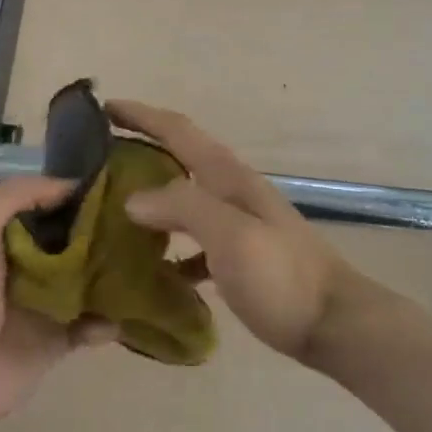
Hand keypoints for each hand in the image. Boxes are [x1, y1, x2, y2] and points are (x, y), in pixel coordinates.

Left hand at [0, 176, 117, 431]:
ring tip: (144, 265)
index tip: (114, 189)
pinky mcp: (55, 341)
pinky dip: (107, 322)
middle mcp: (22, 267)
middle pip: (71, 243)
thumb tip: (68, 184)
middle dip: (102, 236)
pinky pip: (90, 327)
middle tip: (140, 226)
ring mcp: (41, 306)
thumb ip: (14, 196)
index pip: (44, 208)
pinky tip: (122, 315)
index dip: (73, 198)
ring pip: (86, 283)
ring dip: (111, 277)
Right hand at [109, 100, 349, 361]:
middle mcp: (233, 193)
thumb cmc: (283, 277)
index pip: (179, 132)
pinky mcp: (242, 258)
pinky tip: (155, 269)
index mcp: (229, 178)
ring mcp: (240, 225)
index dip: (142, 116)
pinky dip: (173, 248)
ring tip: (113, 214)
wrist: (334, 323)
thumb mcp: (232, 236)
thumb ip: (184, 208)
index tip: (103, 108)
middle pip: (180, 161)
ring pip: (186, 202)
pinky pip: (197, 243)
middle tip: (97, 164)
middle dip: (141, 153)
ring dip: (153, 201)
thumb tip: (132, 199)